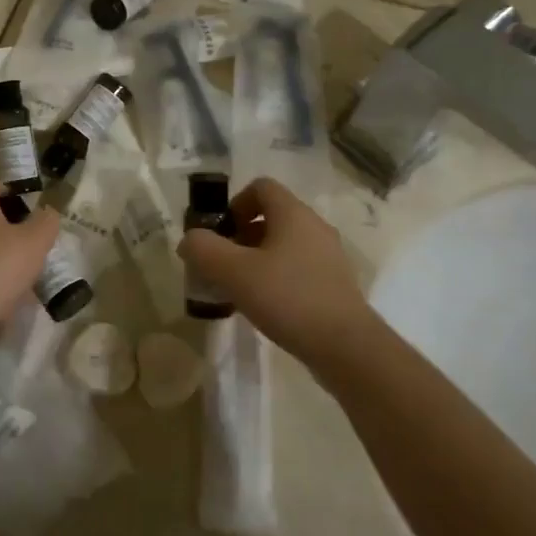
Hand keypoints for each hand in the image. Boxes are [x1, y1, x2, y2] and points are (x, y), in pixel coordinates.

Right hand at [177, 177, 377, 368]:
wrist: (346, 348)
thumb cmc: (288, 298)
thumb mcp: (233, 271)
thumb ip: (203, 249)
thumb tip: (189, 240)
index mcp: (293, 214)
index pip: (261, 187)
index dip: (235, 203)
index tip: (220, 232)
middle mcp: (315, 227)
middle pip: (272, 216)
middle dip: (241, 235)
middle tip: (223, 264)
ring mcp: (329, 256)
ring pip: (285, 244)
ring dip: (258, 259)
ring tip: (240, 288)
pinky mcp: (335, 284)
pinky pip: (298, 268)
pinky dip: (278, 278)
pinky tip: (266, 306)